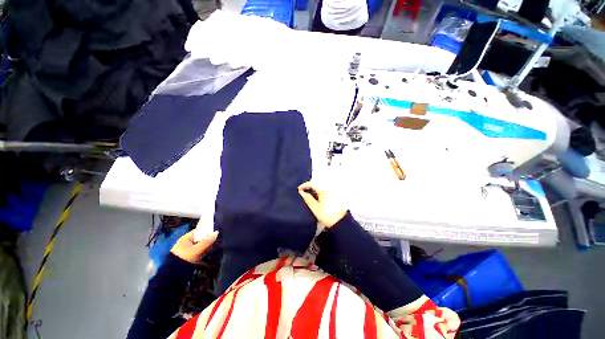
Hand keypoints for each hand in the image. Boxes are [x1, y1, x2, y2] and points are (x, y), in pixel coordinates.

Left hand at [171, 230, 218, 263]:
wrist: (174, 275)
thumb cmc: (184, 259)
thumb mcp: (196, 250)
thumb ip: (207, 241)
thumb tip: (216, 233)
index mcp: (185, 239)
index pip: (198, 231)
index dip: (206, 231)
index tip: (214, 233)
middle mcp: (186, 243)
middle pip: (200, 239)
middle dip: (207, 240)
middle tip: (215, 241)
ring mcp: (187, 250)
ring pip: (200, 246)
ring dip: (206, 247)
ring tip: (213, 248)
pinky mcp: (189, 257)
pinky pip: (199, 252)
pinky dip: (203, 252)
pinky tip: (208, 254)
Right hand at [298, 181, 346, 227]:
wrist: (340, 223)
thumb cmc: (326, 215)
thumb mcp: (315, 208)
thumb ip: (308, 199)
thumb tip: (301, 193)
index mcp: (323, 190)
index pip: (312, 183)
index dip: (304, 185)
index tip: (298, 190)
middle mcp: (328, 189)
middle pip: (317, 185)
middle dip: (309, 188)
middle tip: (302, 194)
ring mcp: (332, 193)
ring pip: (321, 189)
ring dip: (314, 191)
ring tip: (308, 197)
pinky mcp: (335, 198)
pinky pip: (325, 193)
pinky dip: (319, 194)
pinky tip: (316, 200)